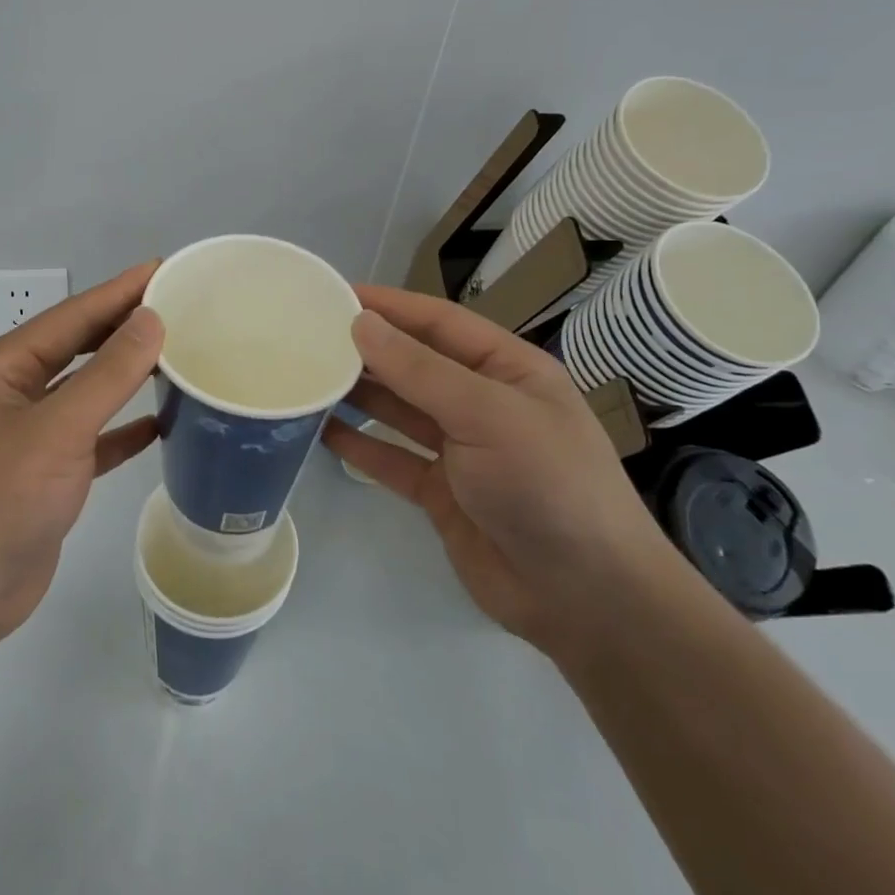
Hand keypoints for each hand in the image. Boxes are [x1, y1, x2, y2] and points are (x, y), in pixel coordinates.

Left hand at [0, 264, 164, 639]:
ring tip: (177, 355)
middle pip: (78, 347)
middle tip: (179, 306)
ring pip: (86, 391)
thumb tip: (151, 319)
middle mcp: (15, 392)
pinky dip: (122, 429)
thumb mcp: (58, 427)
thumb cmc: (0, 497)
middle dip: (124, 326)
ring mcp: (29, 434)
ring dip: (126, 375)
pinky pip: (92, 438)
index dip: (119, 291)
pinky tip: (160, 424)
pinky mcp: (47, 474)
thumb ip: (108, 373)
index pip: (72, 315)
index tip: (164, 269)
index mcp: (5, 367)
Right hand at [323, 285, 677, 656]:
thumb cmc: (547, 484)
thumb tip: (361, 324)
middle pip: (415, 363)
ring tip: (308, 377)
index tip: (334, 295)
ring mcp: (462, 450)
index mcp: (508, 370)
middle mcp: (483, 402)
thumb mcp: (487, 414)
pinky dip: (361, 444)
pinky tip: (323, 430)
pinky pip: (393, 458)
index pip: (439, 322)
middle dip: (368, 349)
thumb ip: (419, 370)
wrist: (587, 599)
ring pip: (400, 409)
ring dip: (359, 393)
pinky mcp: (443, 493)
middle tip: (307, 337)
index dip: (390, 306)